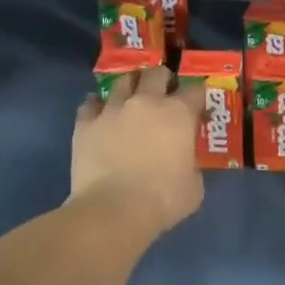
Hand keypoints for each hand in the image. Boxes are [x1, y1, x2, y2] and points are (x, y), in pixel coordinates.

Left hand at [71, 68, 205, 236]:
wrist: (113, 211)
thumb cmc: (162, 199)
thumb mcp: (194, 185)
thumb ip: (192, 164)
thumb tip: (186, 162)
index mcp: (178, 113)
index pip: (195, 90)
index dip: (199, 97)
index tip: (198, 108)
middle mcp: (146, 102)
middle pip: (157, 73)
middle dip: (163, 79)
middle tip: (164, 94)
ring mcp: (113, 109)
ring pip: (123, 81)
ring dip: (131, 86)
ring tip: (132, 98)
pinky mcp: (85, 123)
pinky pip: (90, 103)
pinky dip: (97, 105)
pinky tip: (100, 113)